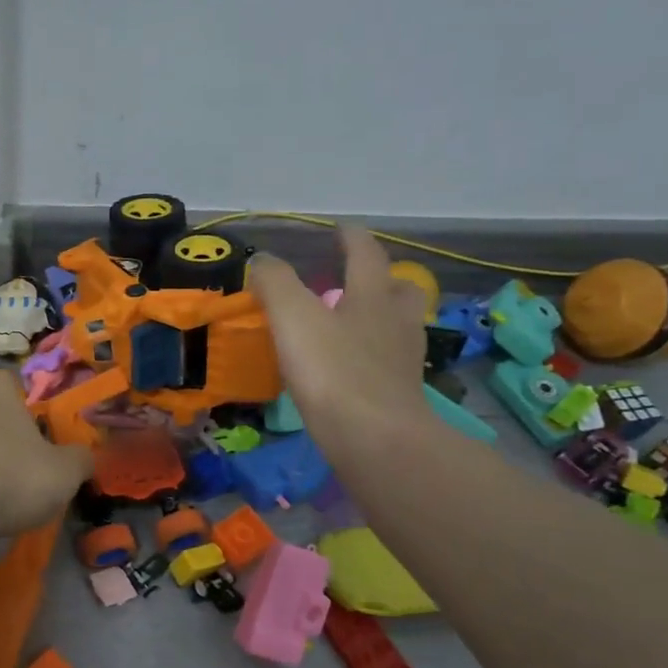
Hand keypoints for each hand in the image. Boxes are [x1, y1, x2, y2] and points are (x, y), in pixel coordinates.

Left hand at [0, 371, 94, 535]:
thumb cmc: (15, 475)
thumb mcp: (64, 472)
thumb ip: (78, 461)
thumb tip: (84, 456)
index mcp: (4, 407)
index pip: (4, 380)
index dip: (14, 389)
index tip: (26, 405)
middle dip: (2, 438)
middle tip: (23, 465)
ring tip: (1, 496)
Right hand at [248, 223, 428, 456]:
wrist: (375, 439)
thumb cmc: (333, 371)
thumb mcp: (293, 318)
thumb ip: (275, 284)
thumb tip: (264, 260)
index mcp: (371, 297)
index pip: (366, 254)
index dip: (352, 238)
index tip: (342, 228)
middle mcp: (395, 322)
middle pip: (399, 290)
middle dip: (382, 280)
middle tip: (359, 281)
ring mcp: (403, 361)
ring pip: (399, 327)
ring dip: (381, 318)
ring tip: (354, 325)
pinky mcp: (400, 395)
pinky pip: (389, 363)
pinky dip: (373, 356)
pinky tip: (353, 368)